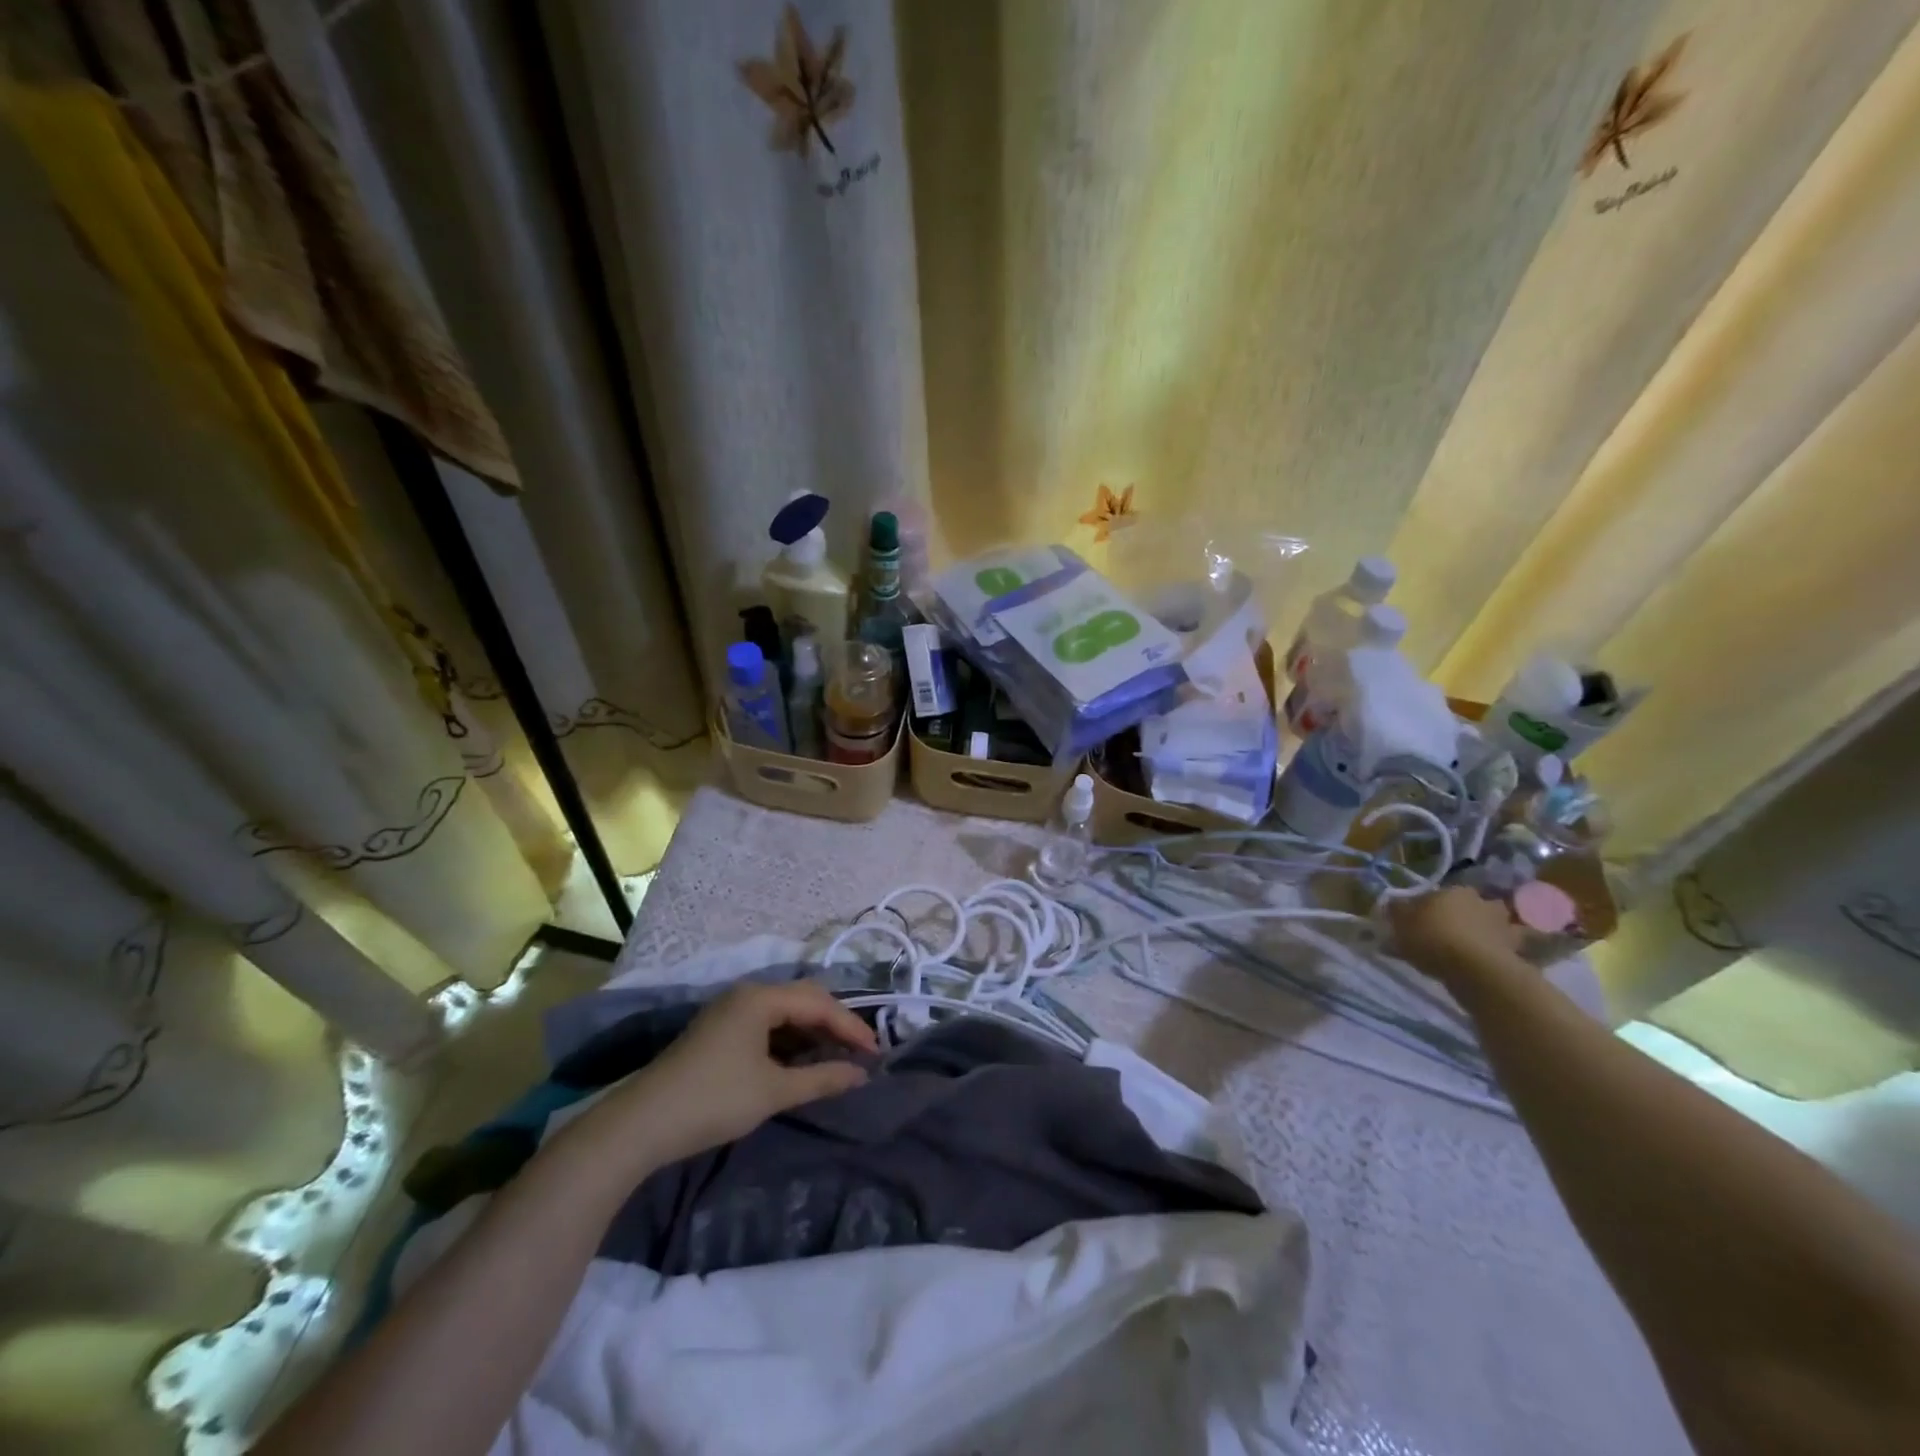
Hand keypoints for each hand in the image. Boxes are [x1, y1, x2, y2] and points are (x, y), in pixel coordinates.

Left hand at [580, 981, 878, 1169]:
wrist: (641, 1125)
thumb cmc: (714, 1100)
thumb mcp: (773, 1091)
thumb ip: (821, 1079)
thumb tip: (861, 1075)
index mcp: (761, 998)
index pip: (819, 1003)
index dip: (851, 1027)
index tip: (876, 1053)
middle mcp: (747, 994)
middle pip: (803, 999)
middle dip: (834, 1025)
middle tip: (860, 1052)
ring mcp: (729, 1012)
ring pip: (784, 1013)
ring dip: (812, 1033)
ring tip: (837, 1058)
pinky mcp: (719, 1031)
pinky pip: (767, 1025)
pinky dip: (790, 1040)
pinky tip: (801, 1061)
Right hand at [1389, 886, 1526, 994]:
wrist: (1476, 971)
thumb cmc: (1433, 938)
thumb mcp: (1400, 922)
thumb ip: (1396, 911)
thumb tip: (1392, 903)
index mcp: (1454, 891)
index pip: (1438, 894)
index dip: (1428, 906)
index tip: (1418, 920)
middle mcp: (1482, 902)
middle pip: (1471, 905)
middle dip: (1464, 915)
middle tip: (1448, 931)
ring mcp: (1504, 926)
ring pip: (1494, 925)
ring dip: (1488, 932)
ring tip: (1472, 948)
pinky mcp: (1517, 951)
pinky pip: (1504, 948)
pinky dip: (1498, 953)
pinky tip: (1485, 963)